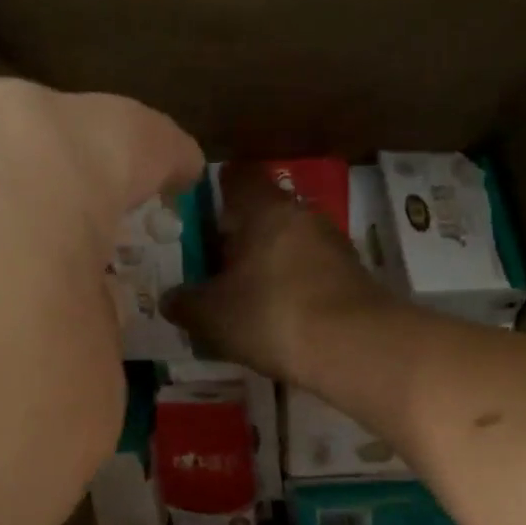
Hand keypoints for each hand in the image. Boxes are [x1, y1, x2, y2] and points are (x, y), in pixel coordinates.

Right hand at [165, 162, 394, 389]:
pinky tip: (280, 320)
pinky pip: (311, 273)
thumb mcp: (212, 316)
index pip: (236, 177)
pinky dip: (293, 288)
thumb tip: (170, 299)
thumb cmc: (271, 316)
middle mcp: (302, 215)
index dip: (214, 192)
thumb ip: (185, 304)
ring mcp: (333, 244)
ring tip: (246, 300)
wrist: (355, 347)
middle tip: (214, 269)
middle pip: (264, 214)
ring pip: (289, 245)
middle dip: (239, 238)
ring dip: (268, 265)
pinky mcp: (353, 276)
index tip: (199, 218)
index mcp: (264, 208)